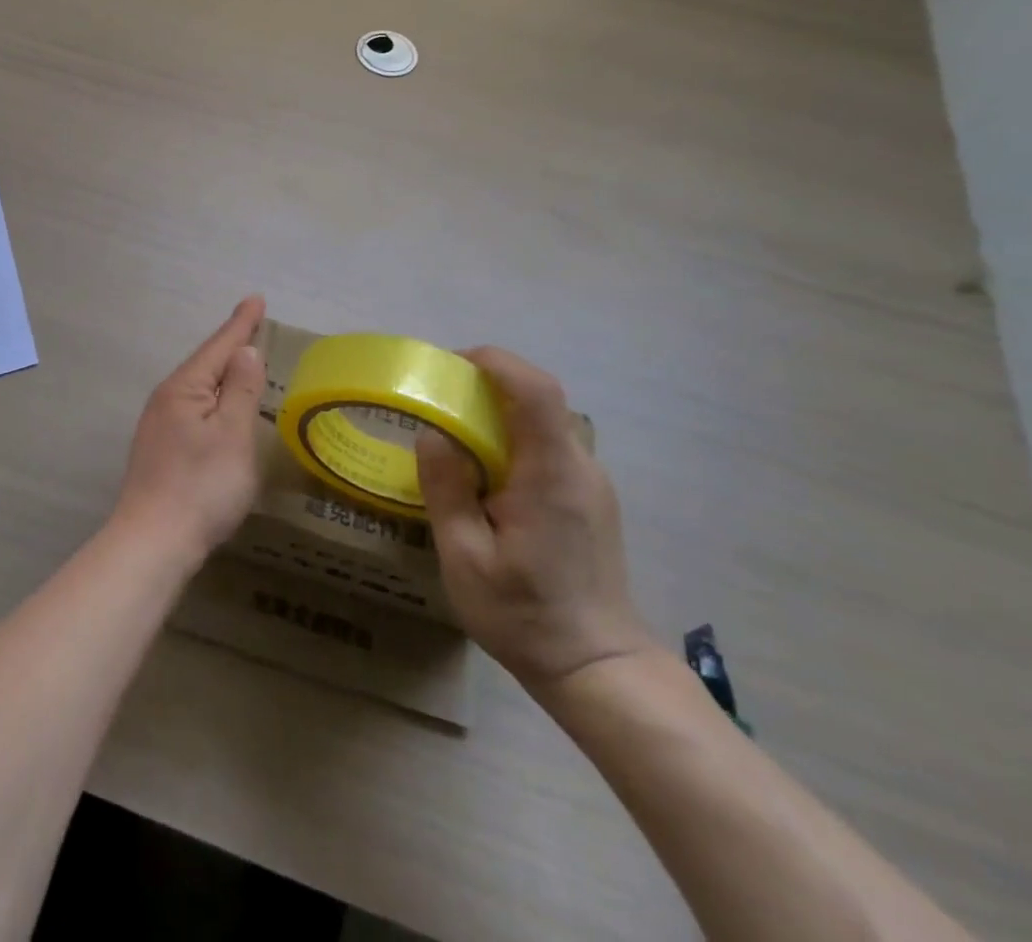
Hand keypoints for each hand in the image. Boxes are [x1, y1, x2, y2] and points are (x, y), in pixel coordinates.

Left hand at [110, 296, 267, 568]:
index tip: (256, 299)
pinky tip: (219, 408)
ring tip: (241, 360)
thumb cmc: (201, 485)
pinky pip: (193, 408)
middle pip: (204, 363)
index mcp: (184, 388)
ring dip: (221, 372)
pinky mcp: (160, 450)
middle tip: (253, 325)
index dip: (241, 324)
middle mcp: (166, 399)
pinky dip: (212, 398)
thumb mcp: (232, 433)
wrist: (153, 542)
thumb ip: (240, 389)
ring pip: (197, 387)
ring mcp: (158, 425)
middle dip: (230, 344)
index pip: (219, 346)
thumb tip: (244, 350)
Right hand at [416, 347, 653, 691]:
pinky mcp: (590, 498)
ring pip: (544, 422)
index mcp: (551, 475)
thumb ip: (447, 491)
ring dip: (500, 413)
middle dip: (488, 385)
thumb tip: (432, 434)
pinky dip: (514, 438)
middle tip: (440, 400)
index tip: (454, 363)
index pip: (536, 392)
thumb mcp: (466, 559)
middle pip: (539, 400)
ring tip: (456, 435)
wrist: (599, 669)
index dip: (498, 362)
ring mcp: (591, 482)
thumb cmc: (526, 616)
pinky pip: (549, 447)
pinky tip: (486, 473)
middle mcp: (580, 467)